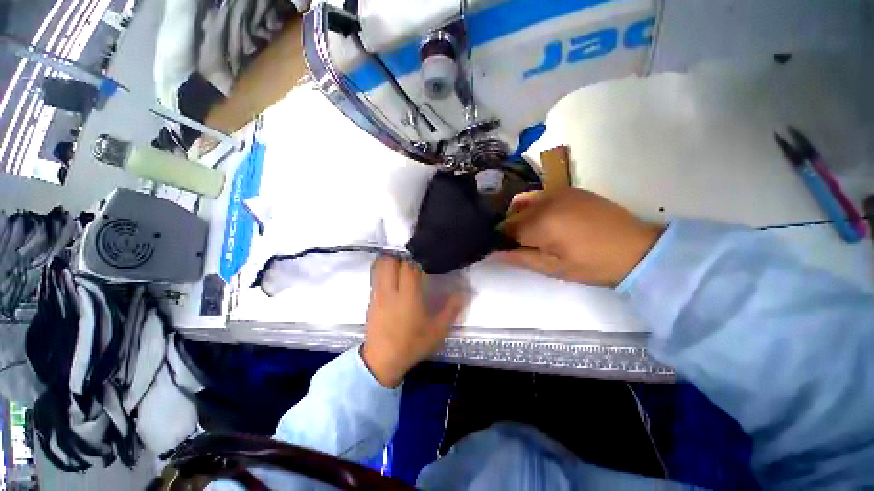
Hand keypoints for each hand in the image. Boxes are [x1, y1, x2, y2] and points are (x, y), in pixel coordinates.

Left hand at [362, 258, 464, 387]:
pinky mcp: (370, 299)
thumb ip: (451, 310)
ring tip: (401, 261)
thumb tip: (463, 293)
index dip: (416, 258)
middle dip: (400, 254)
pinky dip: (383, 270)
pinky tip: (392, 276)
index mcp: (408, 297)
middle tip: (411, 256)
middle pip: (389, 261)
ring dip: (390, 259)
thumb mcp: (437, 331)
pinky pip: (375, 276)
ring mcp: (377, 295)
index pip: (409, 267)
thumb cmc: (412, 345)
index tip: (425, 256)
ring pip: (379, 266)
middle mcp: (389, 292)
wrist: (382, 361)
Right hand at [495, 188, 663, 286]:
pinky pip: (541, 196)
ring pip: (524, 202)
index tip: (506, 250)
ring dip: (521, 216)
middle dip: (510, 229)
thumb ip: (520, 258)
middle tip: (521, 245)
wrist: (637, 249)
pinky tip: (547, 221)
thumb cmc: (592, 265)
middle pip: (513, 214)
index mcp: (540, 223)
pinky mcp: (571, 189)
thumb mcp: (553, 268)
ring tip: (532, 233)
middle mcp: (545, 201)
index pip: (506, 228)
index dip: (502, 240)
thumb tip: (492, 254)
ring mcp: (559, 192)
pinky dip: (535, 207)